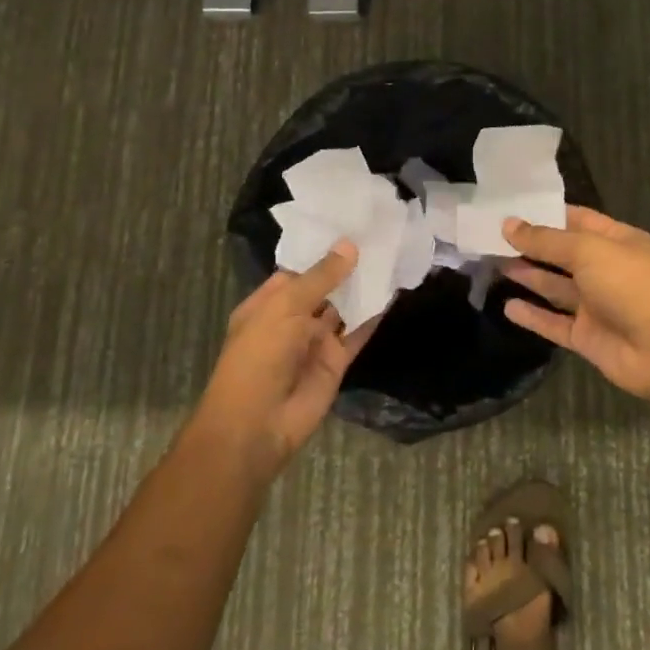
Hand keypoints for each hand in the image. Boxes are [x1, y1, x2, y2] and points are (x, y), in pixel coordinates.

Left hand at [194, 242, 377, 479]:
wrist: (257, 425)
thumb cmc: (259, 356)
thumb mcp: (285, 307)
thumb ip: (320, 277)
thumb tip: (349, 246)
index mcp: (268, 303)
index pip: (298, 269)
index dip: (322, 250)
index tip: (351, 225)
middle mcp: (291, 319)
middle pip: (324, 288)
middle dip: (346, 267)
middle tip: (380, 235)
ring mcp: (314, 341)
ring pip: (342, 309)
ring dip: (362, 288)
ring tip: (391, 256)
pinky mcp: (336, 362)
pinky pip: (357, 333)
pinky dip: (373, 316)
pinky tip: (393, 293)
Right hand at [501, 207, 649, 406]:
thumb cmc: (633, 284)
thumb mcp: (588, 250)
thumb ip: (546, 240)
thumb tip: (508, 224)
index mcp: (617, 241)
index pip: (577, 220)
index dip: (545, 214)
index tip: (509, 210)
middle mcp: (606, 270)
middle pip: (562, 254)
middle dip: (531, 246)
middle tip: (490, 237)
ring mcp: (597, 306)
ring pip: (556, 288)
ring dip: (528, 276)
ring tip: (492, 264)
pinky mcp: (588, 338)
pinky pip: (555, 323)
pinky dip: (533, 316)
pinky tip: (507, 307)